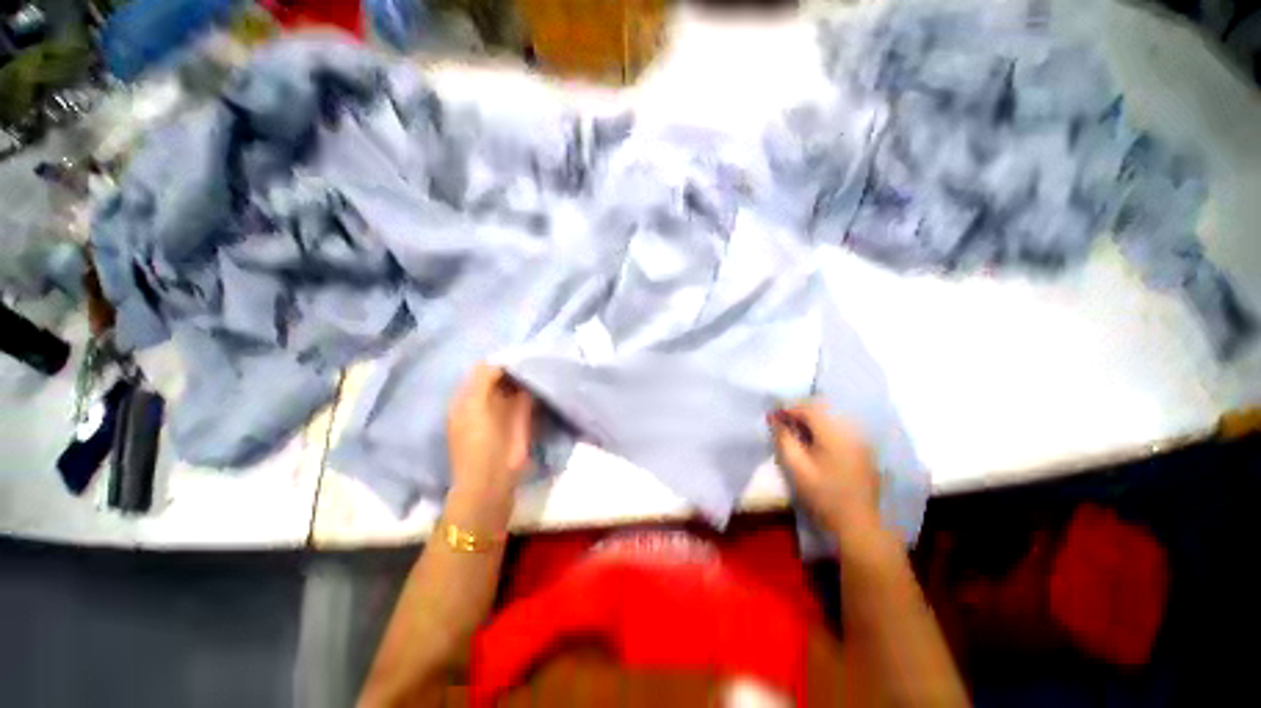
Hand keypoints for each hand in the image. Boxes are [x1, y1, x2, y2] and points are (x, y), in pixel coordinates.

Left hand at [445, 364, 533, 527]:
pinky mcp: (522, 419)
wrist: (493, 478)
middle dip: (515, 365)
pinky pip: (529, 396)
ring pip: (516, 385)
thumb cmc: (478, 441)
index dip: (499, 361)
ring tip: (540, 361)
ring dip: (526, 375)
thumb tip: (499, 360)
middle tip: (533, 353)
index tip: (517, 352)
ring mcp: (505, 410)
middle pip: (501, 376)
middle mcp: (486, 400)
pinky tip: (543, 377)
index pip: (484, 370)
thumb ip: (483, 379)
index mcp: (468, 398)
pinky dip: (534, 387)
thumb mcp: (473, 406)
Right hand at [769, 402, 883, 545]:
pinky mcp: (863, 447)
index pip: (808, 407)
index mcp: (834, 433)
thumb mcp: (795, 467)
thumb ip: (783, 438)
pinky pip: (839, 426)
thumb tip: (774, 418)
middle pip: (821, 407)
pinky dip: (822, 427)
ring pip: (831, 415)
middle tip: (781, 422)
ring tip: (795, 431)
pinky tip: (813, 440)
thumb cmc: (823, 495)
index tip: (771, 416)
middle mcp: (850, 429)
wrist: (858, 524)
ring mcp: (860, 438)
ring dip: (810, 418)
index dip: (787, 408)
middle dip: (798, 411)